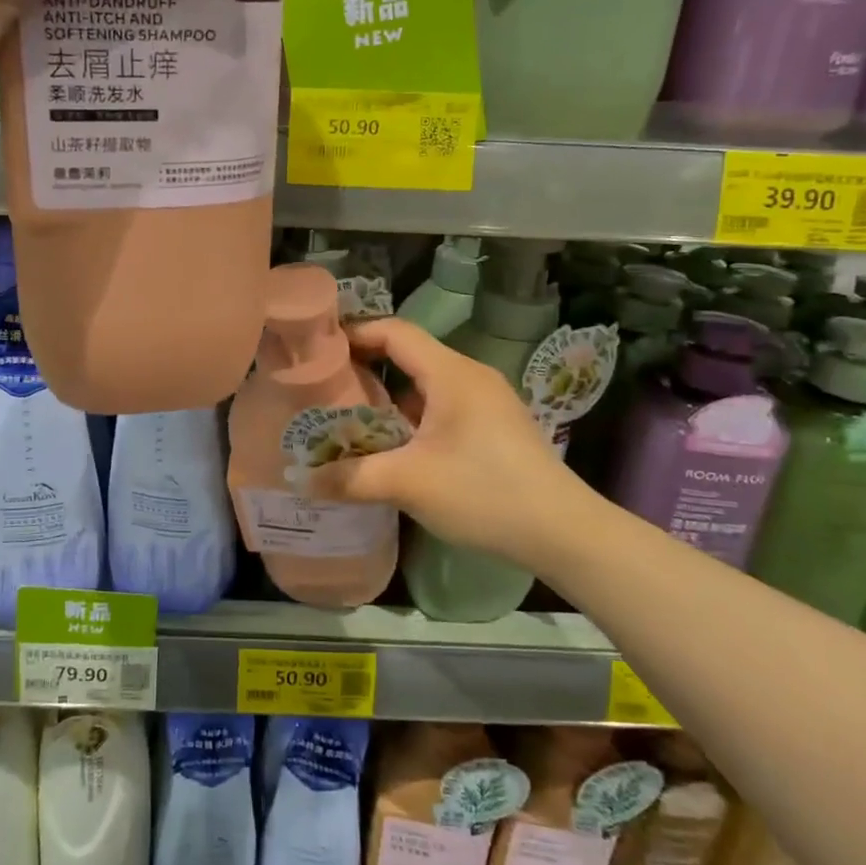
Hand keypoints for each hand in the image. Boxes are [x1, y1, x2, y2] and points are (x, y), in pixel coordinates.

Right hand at [309, 318, 590, 567]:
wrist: (563, 532)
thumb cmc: (484, 493)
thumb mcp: (409, 484)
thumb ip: (352, 478)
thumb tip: (302, 480)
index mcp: (451, 373)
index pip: (395, 332)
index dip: (355, 333)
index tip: (319, 349)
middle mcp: (469, 376)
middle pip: (408, 355)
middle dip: (365, 366)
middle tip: (323, 385)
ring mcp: (486, 401)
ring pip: (425, 384)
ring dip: (388, 396)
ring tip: (348, 416)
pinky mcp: (493, 426)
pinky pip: (442, 406)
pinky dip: (411, 415)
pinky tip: (392, 445)